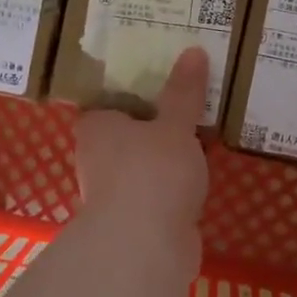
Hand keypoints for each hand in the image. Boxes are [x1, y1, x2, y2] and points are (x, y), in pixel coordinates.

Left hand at [74, 47, 209, 240]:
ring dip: (164, 161)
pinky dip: (171, 188)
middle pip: (126, 135)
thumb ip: (184, 93)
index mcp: (96, 127)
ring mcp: (112, 193)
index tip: (165, 86)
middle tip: (190, 109)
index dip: (135, 94)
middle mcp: (95, 158)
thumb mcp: (175, 126)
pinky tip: (196, 181)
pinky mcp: (132, 221)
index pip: (109, 103)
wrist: (144, 246)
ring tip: (201, 142)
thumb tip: (193, 51)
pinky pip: (155, 193)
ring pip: (141, 166)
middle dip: (154, 128)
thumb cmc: (152, 172)